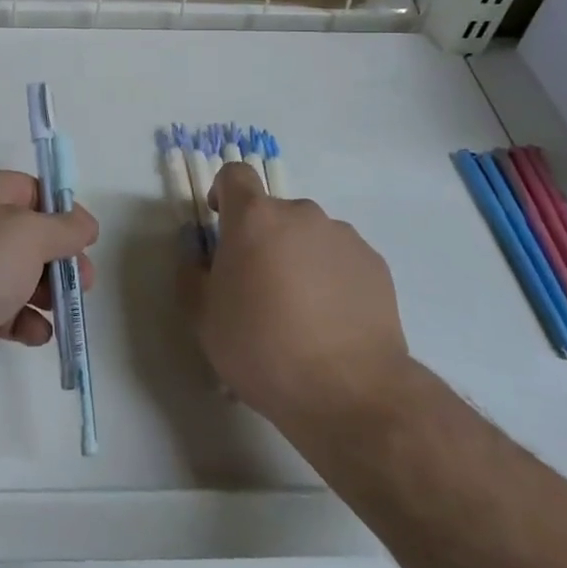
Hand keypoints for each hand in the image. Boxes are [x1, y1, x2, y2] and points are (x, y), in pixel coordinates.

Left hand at [0, 171, 97, 405]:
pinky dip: (21, 320)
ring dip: (44, 292)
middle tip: (84, 282)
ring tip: (62, 310)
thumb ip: (65, 227)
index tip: (85, 240)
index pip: (30, 190)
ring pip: (14, 274)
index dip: (61, 211)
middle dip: (58, 258)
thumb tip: (85, 224)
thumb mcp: (31, 235)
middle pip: (25, 235)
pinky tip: (37, 335)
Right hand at [181, 163, 409, 432]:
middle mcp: (300, 214)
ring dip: (298, 257)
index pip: (235, 174)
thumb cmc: (262, 349)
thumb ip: (191, 273)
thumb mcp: (203, 318)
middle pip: (273, 212)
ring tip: (302, 311)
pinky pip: (341, 259)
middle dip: (262, 238)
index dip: (224, 193)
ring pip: (309, 235)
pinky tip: (332, 321)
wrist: (350, 393)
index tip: (221, 226)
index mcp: (253, 218)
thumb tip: (196, 250)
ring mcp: (342, 236)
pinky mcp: (375, 263)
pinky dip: (331, 277)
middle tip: (259, 287)